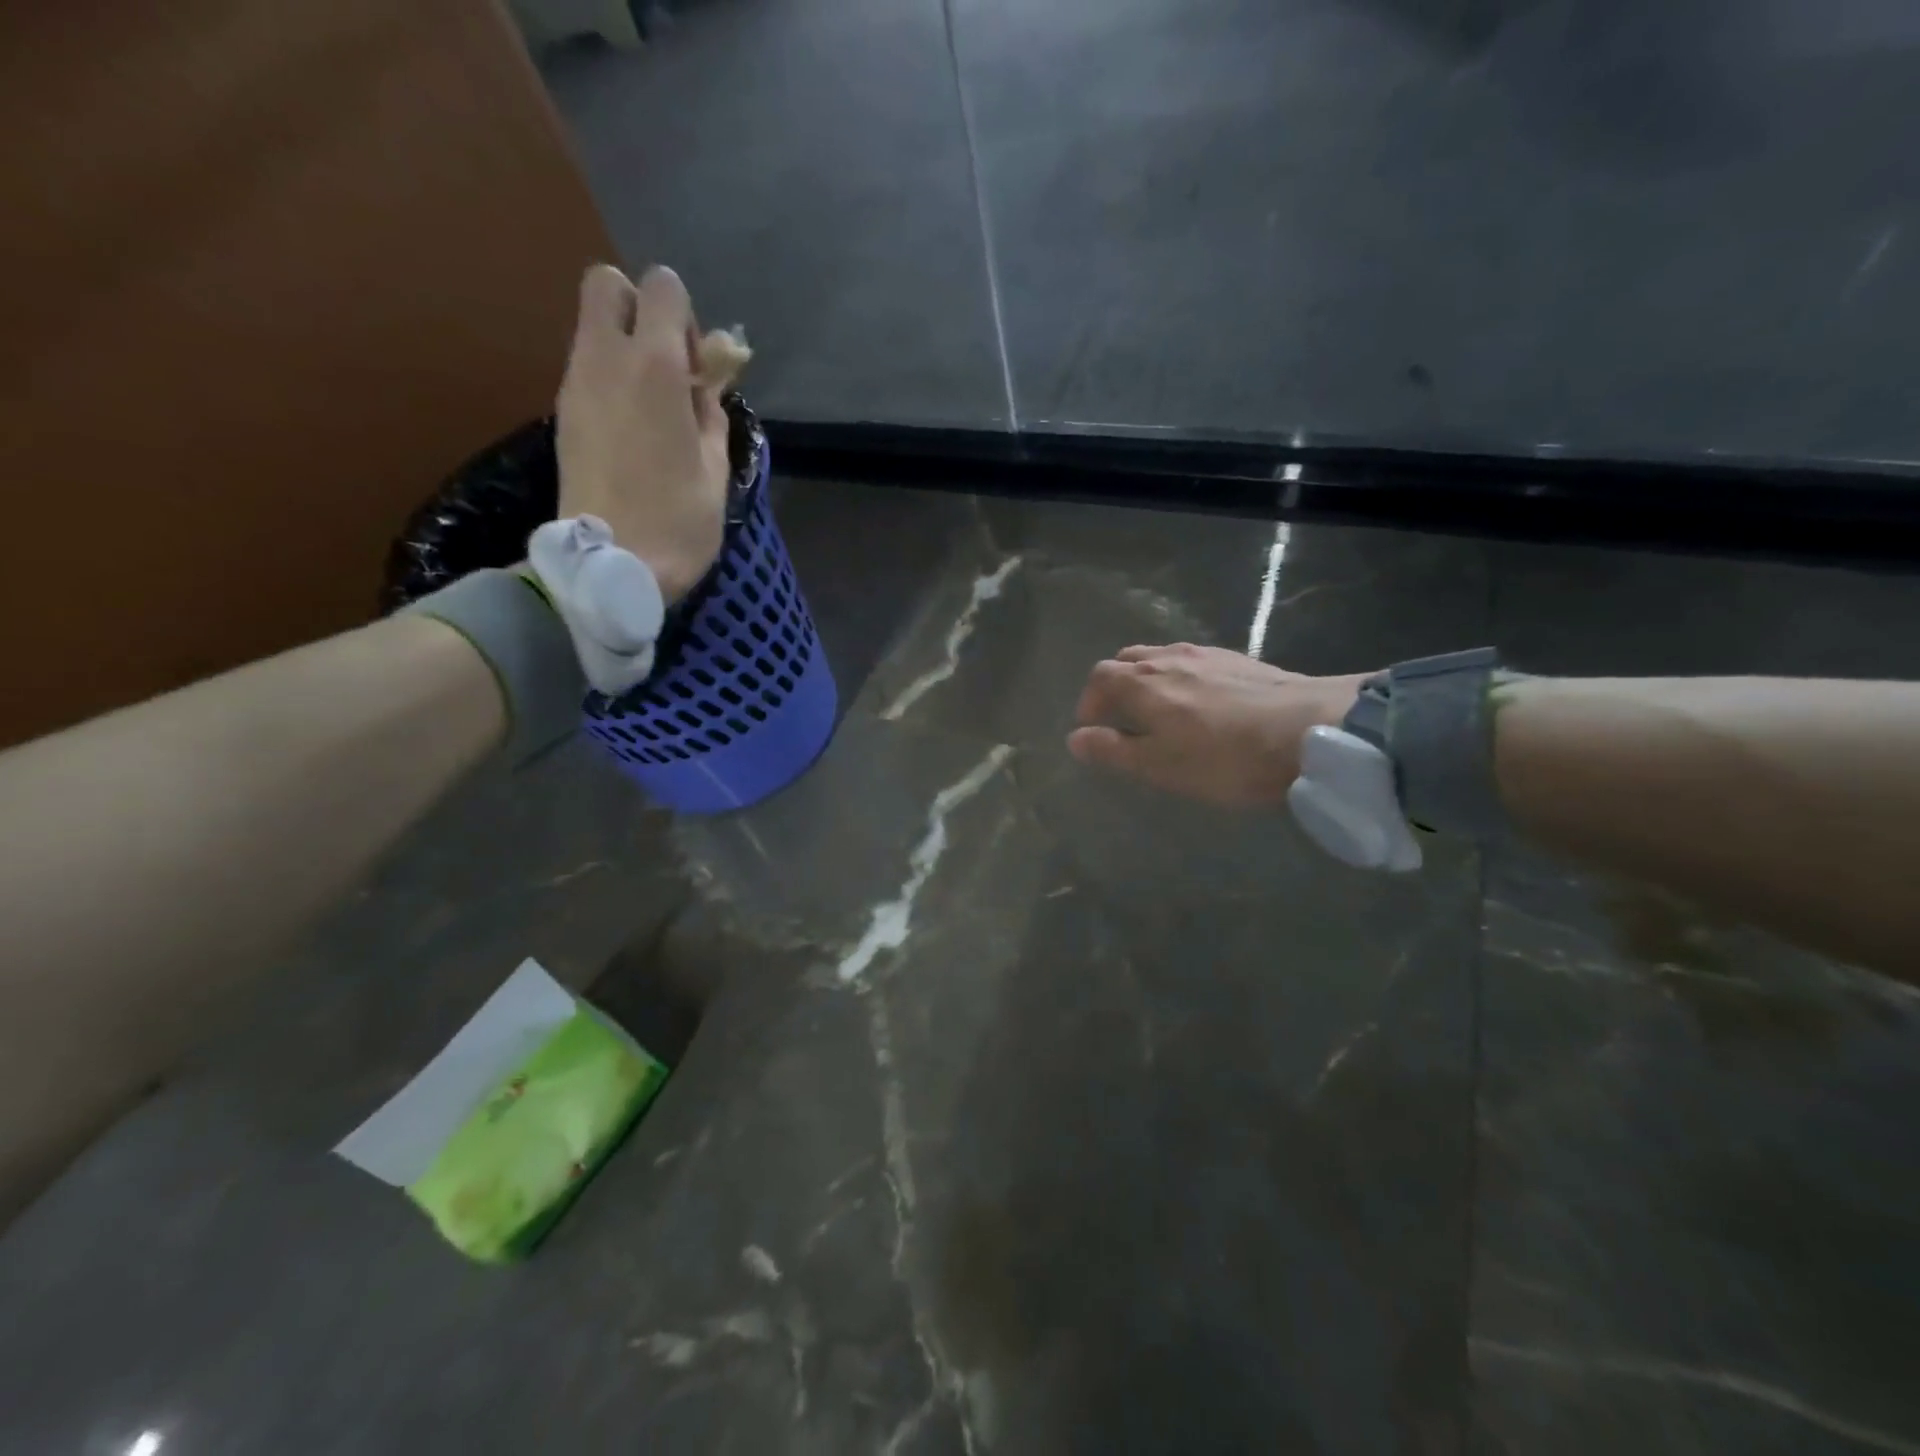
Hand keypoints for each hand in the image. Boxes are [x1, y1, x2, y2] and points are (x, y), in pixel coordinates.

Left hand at [555, 263, 732, 602]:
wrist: (612, 565)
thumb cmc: (680, 521)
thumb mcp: (716, 468)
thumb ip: (710, 413)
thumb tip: (702, 387)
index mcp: (656, 367)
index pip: (662, 286)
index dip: (685, 316)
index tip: (696, 366)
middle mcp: (607, 359)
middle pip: (607, 283)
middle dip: (639, 308)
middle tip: (666, 365)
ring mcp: (576, 384)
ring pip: (592, 327)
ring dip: (624, 347)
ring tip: (653, 407)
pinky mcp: (562, 412)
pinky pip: (586, 368)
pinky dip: (609, 379)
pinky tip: (632, 428)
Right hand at [1067, 643, 1373, 807]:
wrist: (1310, 731)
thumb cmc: (1225, 757)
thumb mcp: (1160, 765)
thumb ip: (1113, 750)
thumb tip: (1074, 738)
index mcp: (1142, 683)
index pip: (1099, 678)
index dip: (1089, 702)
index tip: (1092, 729)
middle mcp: (1168, 659)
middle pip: (1127, 660)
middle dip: (1115, 686)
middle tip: (1122, 718)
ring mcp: (1206, 654)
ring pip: (1161, 657)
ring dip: (1148, 679)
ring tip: (1161, 709)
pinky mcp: (1240, 659)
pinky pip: (1194, 661)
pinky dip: (1181, 677)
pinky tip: (1203, 701)